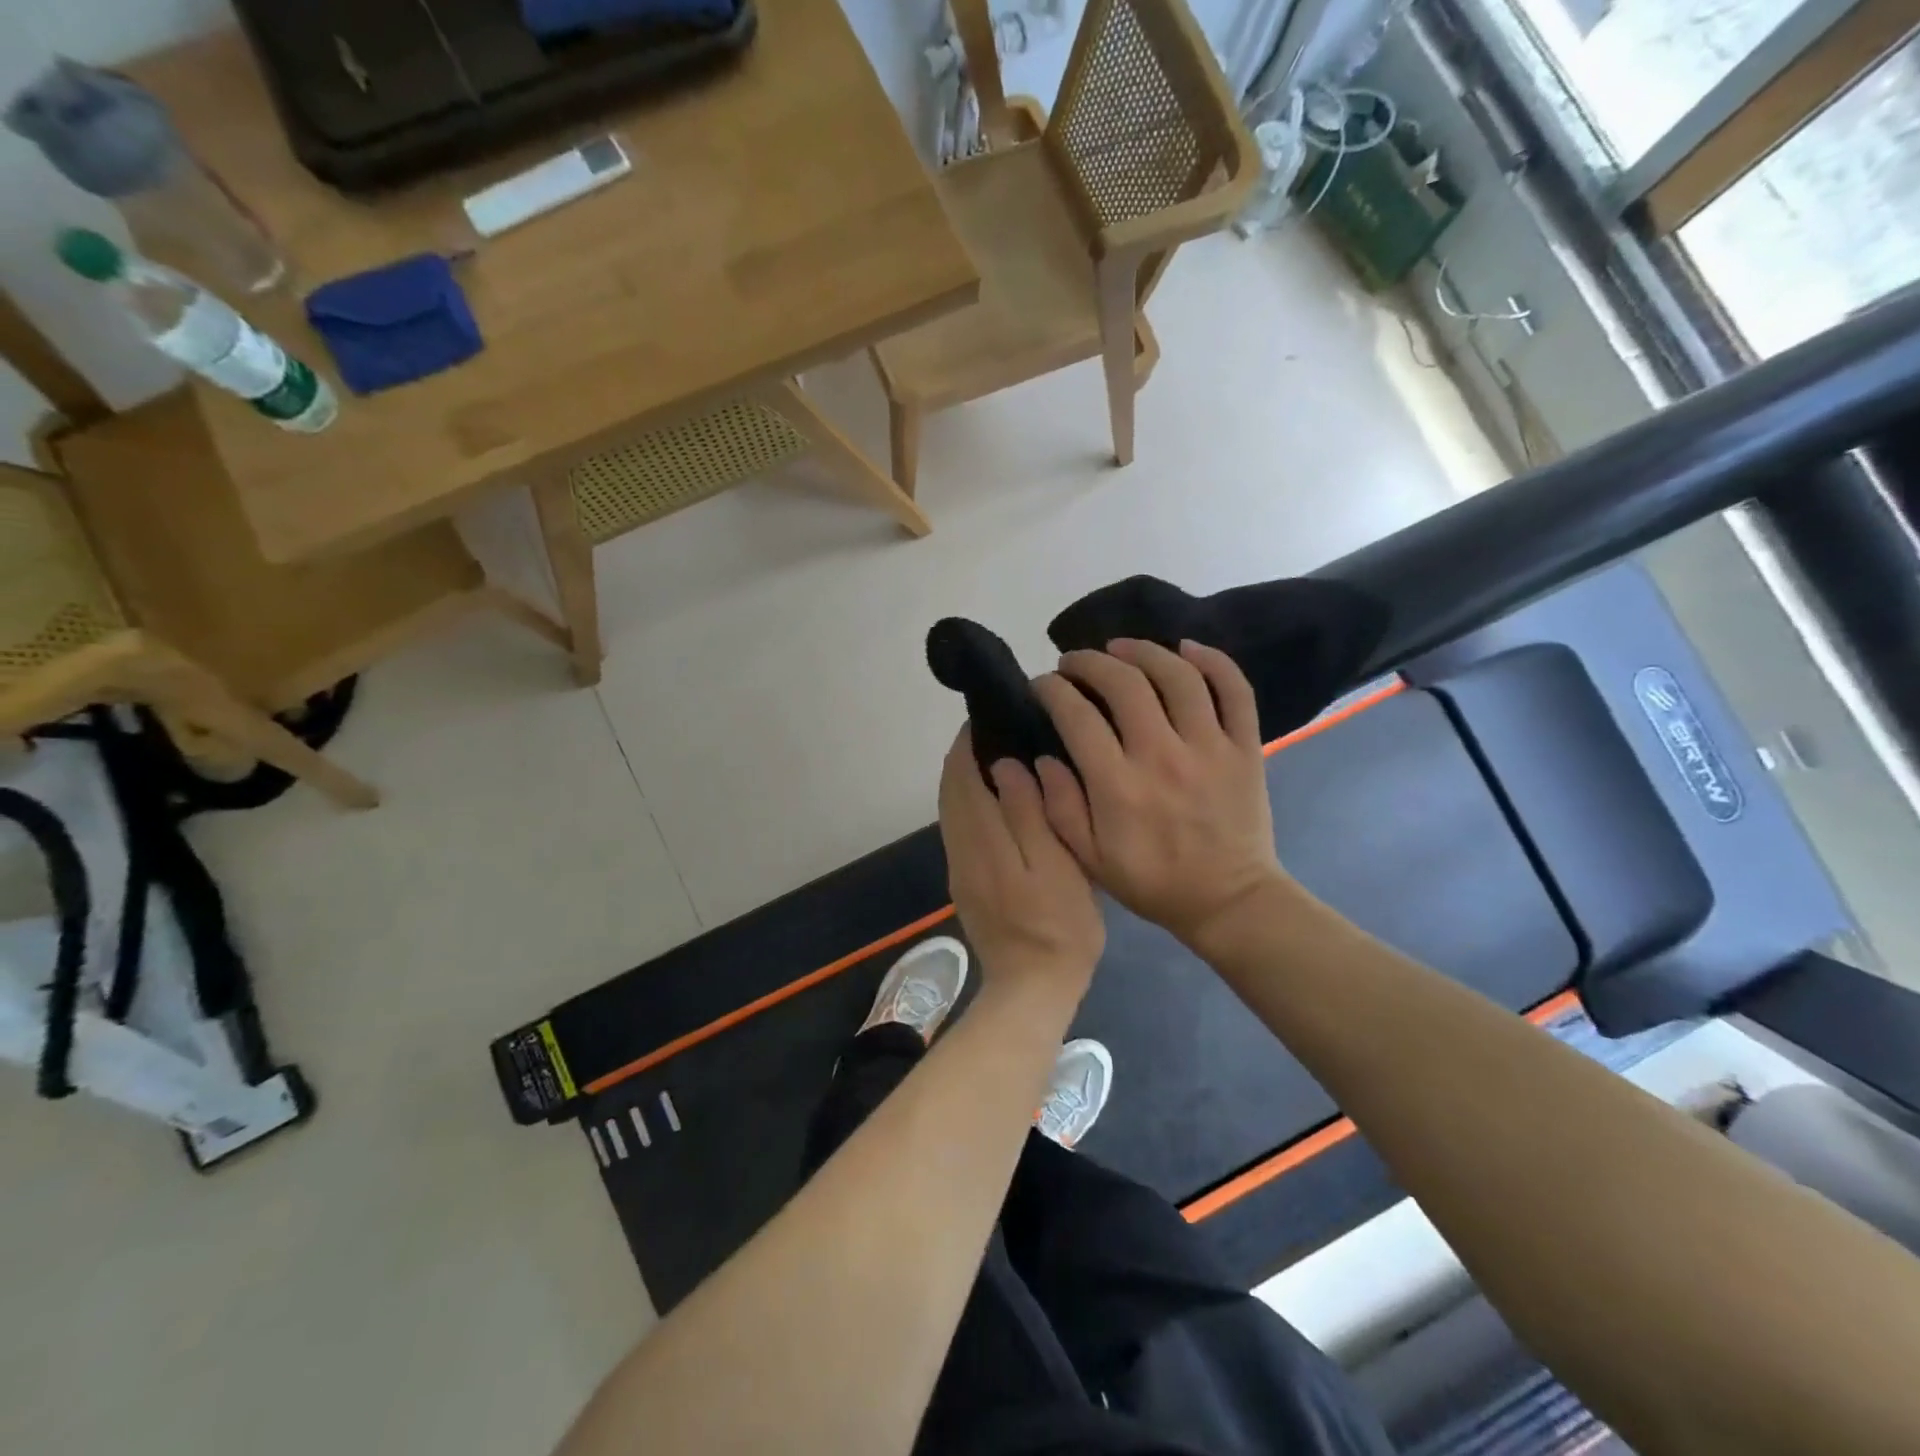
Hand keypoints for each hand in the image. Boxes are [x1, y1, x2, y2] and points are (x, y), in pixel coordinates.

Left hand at [938, 728, 1104, 999]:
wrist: (1032, 988)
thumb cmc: (1059, 926)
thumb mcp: (1056, 867)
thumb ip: (1028, 814)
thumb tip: (1006, 765)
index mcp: (982, 840)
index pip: (961, 777)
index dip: (969, 743)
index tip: (988, 716)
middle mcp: (960, 849)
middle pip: (950, 790)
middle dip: (965, 756)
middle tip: (997, 731)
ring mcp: (959, 868)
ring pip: (951, 809)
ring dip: (965, 779)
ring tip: (998, 758)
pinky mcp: (964, 883)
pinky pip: (958, 829)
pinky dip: (968, 803)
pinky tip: (995, 802)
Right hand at [1032, 639, 1290, 947]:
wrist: (1228, 901)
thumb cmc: (1151, 881)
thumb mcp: (1089, 858)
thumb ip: (1059, 806)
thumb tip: (1042, 757)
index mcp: (1118, 786)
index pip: (1076, 715)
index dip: (1052, 690)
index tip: (1042, 686)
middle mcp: (1162, 756)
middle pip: (1124, 683)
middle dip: (1090, 662)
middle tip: (1074, 662)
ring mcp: (1209, 747)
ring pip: (1177, 675)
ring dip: (1143, 651)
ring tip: (1121, 647)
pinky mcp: (1244, 748)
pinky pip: (1234, 690)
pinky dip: (1213, 660)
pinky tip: (1187, 648)